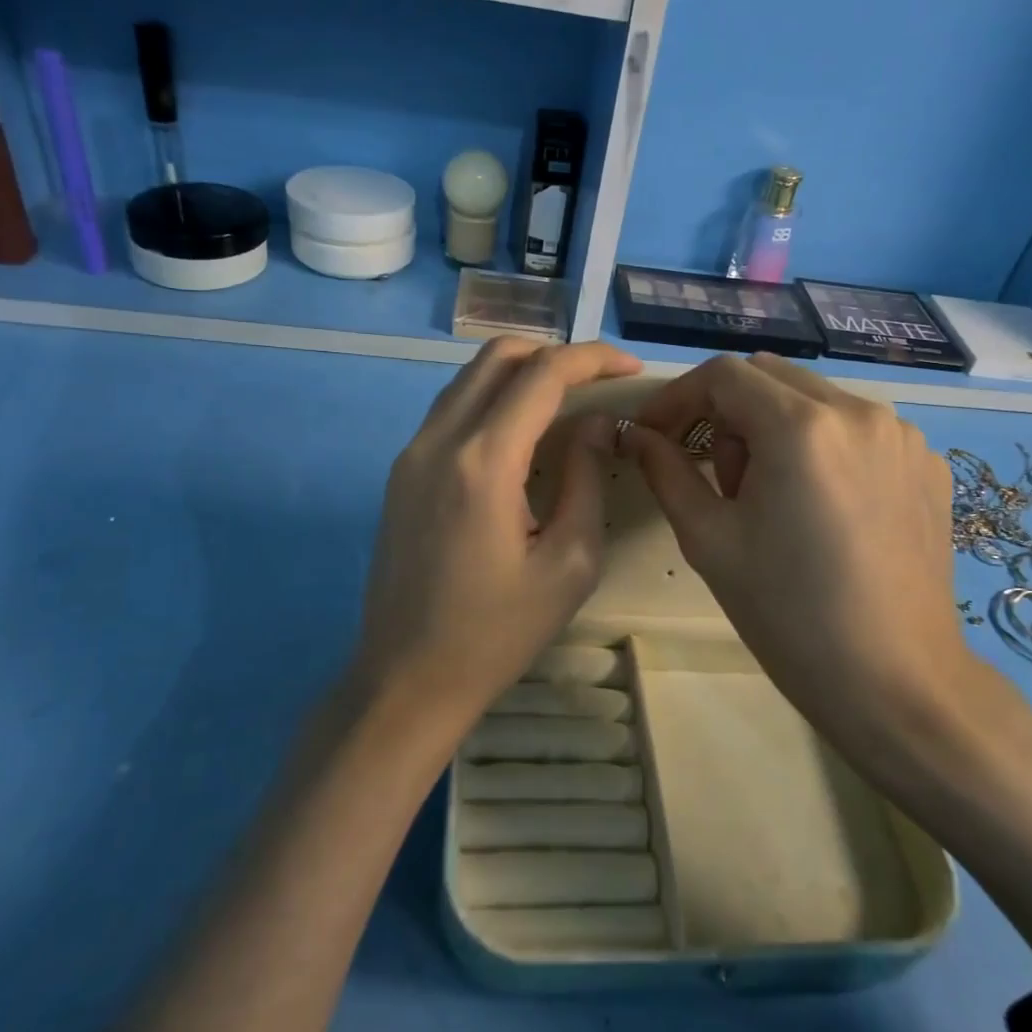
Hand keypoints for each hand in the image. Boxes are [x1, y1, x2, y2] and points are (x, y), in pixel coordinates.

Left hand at [352, 336, 640, 725]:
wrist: (407, 678)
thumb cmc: (497, 632)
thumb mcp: (569, 563)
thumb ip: (586, 478)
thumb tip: (596, 423)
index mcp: (483, 461)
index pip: (543, 374)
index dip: (592, 358)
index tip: (630, 367)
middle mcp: (439, 440)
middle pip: (499, 356)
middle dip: (555, 353)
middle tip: (598, 381)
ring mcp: (412, 452)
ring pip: (470, 377)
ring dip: (521, 373)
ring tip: (567, 401)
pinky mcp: (402, 471)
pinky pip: (452, 408)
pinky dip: (492, 399)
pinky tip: (522, 434)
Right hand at [621, 353, 978, 759]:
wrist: (896, 682)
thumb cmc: (789, 615)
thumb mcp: (709, 539)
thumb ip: (666, 470)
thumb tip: (636, 435)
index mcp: (801, 427)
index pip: (723, 375)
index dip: (678, 397)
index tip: (655, 433)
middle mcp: (859, 411)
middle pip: (769, 376)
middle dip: (726, 410)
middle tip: (713, 472)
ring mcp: (902, 434)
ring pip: (814, 397)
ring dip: (774, 425)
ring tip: (770, 494)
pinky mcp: (926, 462)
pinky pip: (856, 427)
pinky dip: (822, 444)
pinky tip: (820, 505)